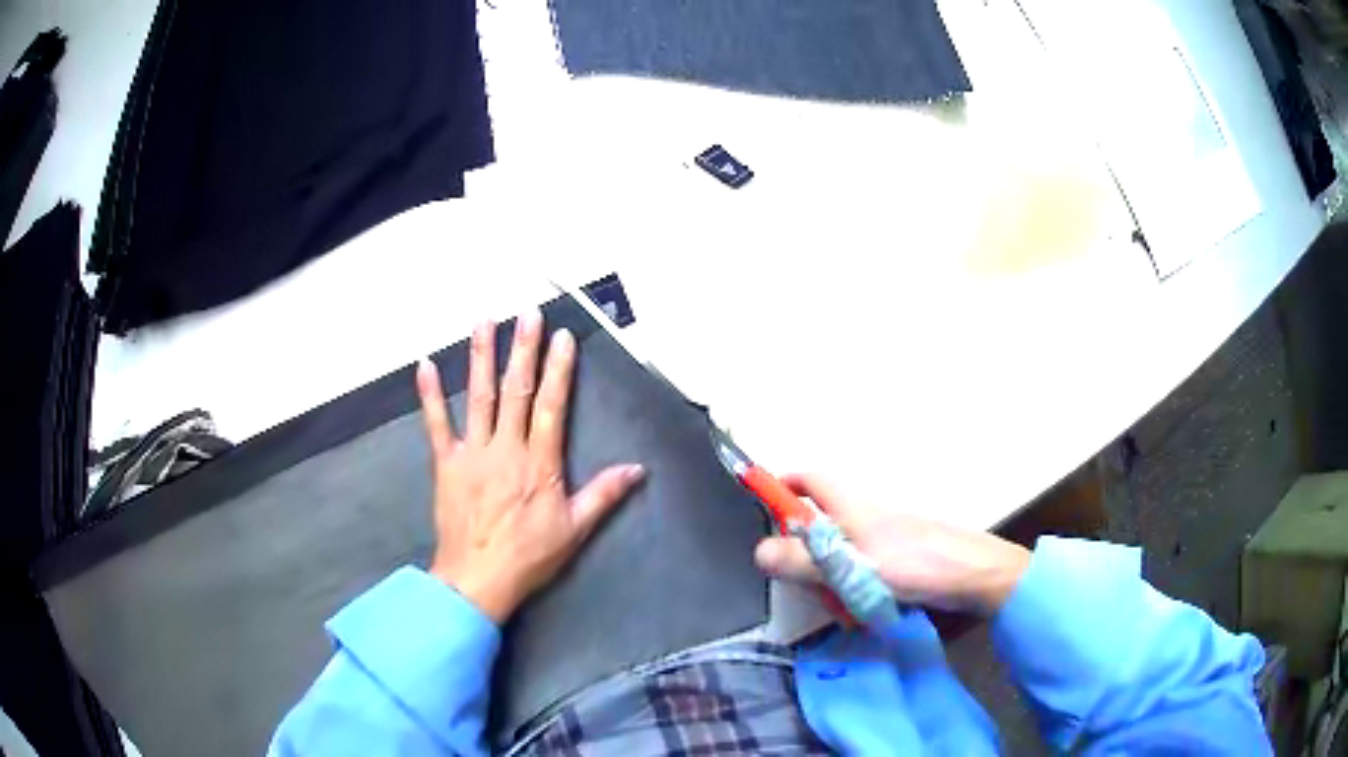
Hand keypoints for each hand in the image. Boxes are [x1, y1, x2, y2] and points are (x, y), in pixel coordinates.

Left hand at [416, 310, 644, 623]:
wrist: (478, 578)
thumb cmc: (529, 556)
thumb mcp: (575, 530)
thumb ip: (604, 495)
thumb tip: (638, 469)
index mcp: (539, 463)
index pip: (551, 406)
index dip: (558, 370)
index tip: (561, 338)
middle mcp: (506, 449)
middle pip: (516, 391)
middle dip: (523, 349)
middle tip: (527, 314)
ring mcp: (473, 453)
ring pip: (479, 397)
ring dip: (482, 357)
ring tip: (485, 322)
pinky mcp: (446, 463)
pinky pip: (436, 424)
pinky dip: (430, 395)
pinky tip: (425, 366)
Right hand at [753, 474, 1030, 615]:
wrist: (978, 576)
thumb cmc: (916, 564)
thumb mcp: (854, 566)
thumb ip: (806, 561)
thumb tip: (758, 551)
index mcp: (854, 507)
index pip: (811, 479)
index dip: (784, 484)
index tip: (761, 503)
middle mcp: (868, 516)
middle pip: (821, 524)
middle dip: (806, 552)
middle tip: (806, 583)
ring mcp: (887, 539)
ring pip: (841, 553)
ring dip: (832, 579)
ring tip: (844, 606)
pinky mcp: (902, 560)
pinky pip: (863, 570)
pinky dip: (856, 588)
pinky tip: (866, 611)